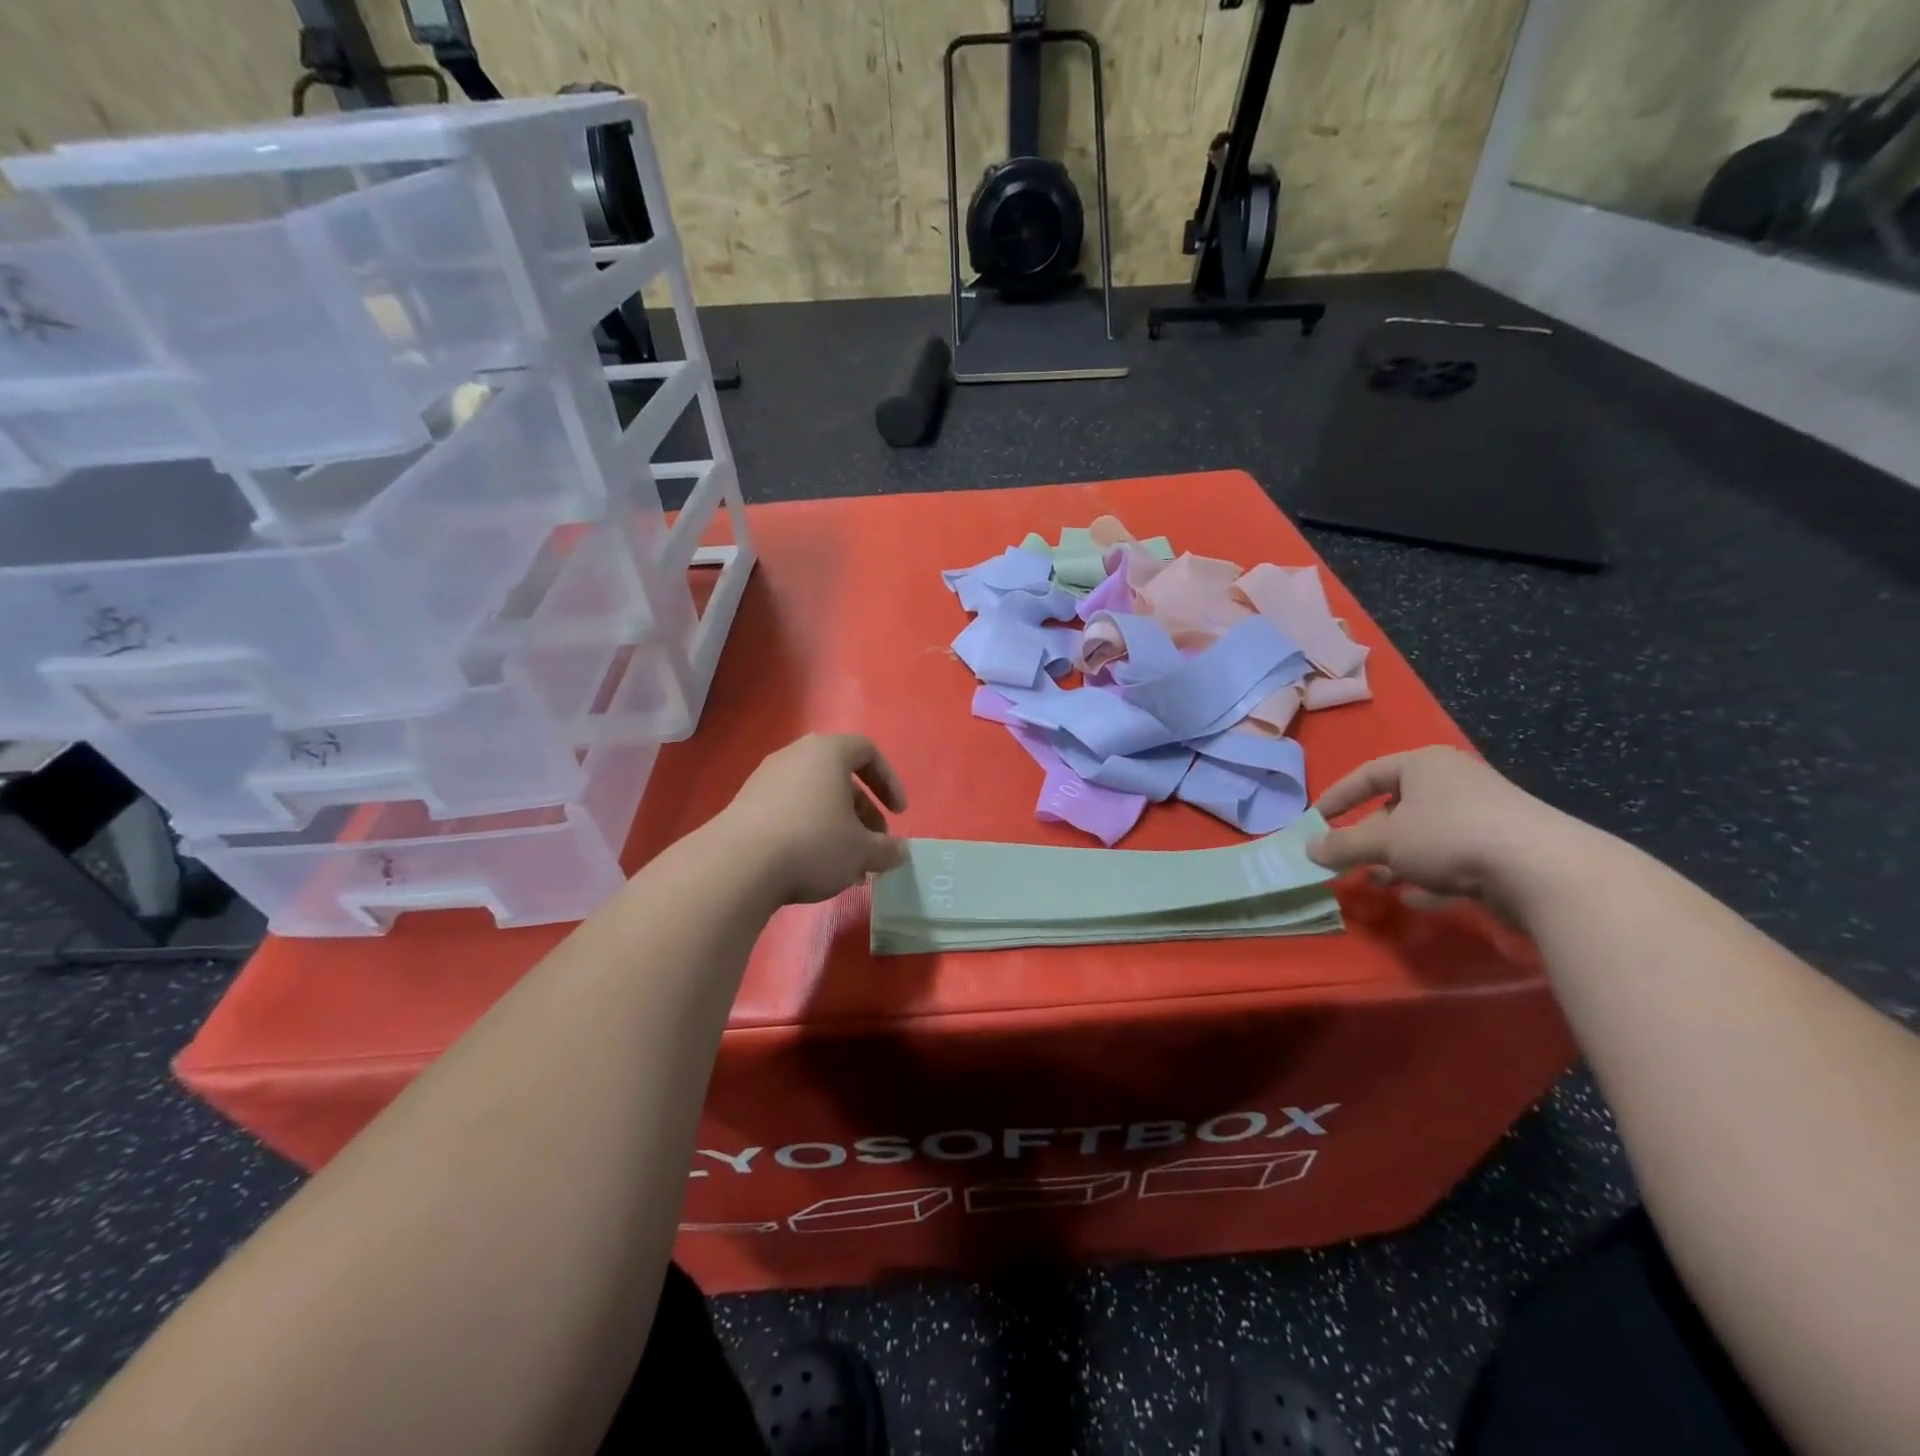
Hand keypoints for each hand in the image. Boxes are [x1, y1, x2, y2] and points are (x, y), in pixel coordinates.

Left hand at [714, 734, 908, 904]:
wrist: (737, 865)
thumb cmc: (813, 843)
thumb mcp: (861, 851)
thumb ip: (887, 850)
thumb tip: (901, 853)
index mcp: (828, 753)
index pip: (867, 751)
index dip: (889, 781)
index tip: (899, 814)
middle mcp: (795, 756)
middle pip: (840, 779)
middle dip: (863, 814)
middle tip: (875, 846)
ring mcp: (766, 779)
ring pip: (815, 799)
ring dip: (838, 828)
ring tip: (848, 868)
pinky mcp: (745, 805)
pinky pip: (789, 811)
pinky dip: (809, 832)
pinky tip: (814, 869)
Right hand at [1308, 747, 1589, 918]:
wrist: (1545, 871)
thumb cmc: (1450, 836)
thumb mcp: (1384, 841)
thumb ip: (1343, 845)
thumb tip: (1309, 849)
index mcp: (1425, 764)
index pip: (1368, 774)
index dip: (1338, 797)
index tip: (1315, 820)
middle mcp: (1455, 782)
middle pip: (1397, 807)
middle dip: (1368, 837)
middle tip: (1345, 859)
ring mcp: (1484, 815)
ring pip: (1425, 836)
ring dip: (1396, 861)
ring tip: (1375, 882)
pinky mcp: (1505, 849)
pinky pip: (1453, 859)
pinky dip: (1430, 876)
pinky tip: (1415, 898)